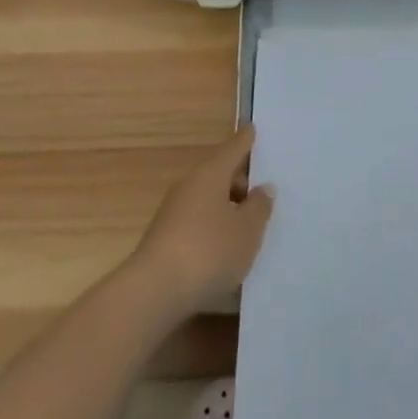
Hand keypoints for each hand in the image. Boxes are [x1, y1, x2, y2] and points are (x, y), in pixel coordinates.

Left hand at [130, 125, 274, 318]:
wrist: (154, 291)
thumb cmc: (208, 252)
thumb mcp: (246, 231)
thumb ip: (259, 207)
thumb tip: (263, 187)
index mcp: (211, 174)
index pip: (233, 149)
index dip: (245, 140)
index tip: (252, 127)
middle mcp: (190, 185)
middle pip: (219, 174)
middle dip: (240, 181)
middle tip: (262, 192)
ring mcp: (174, 211)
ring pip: (208, 199)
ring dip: (227, 207)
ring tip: (248, 224)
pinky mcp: (165, 237)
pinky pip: (197, 221)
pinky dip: (213, 227)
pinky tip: (225, 248)